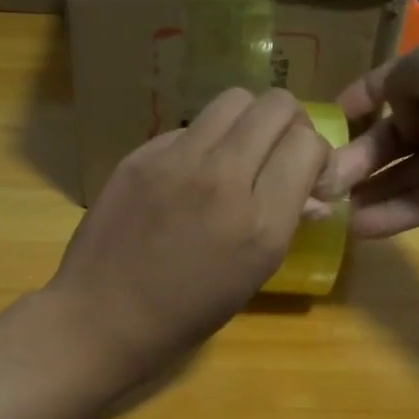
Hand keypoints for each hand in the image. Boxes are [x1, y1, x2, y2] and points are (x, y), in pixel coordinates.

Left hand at [47, 88, 331, 383]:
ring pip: (233, 100)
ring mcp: (177, 161)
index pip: (307, 144)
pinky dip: (203, 142)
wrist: (103, 318)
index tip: (306, 174)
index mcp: (259, 223)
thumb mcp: (252, 277)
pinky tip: (189, 174)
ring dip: (248, 121)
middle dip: (289, 124)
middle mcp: (222, 179)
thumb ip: (286, 224)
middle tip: (278, 152)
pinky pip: (188, 127)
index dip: (316, 154)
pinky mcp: (141, 155)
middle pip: (275, 106)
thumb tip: (314, 196)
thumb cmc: (186, 314)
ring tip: (238, 154)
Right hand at [319, 23, 418, 237]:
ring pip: (405, 173)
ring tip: (328, 208)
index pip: (396, 83)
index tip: (327, 121)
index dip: (361, 99)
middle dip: (357, 156)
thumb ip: (397, 82)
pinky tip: (360, 228)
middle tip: (321, 179)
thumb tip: (399, 119)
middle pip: (394, 134)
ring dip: (368, 190)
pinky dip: (394, 214)